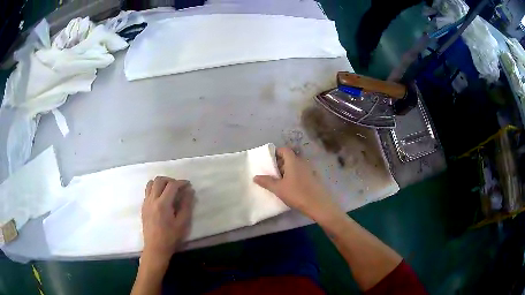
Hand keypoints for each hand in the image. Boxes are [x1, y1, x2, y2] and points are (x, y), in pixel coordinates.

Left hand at [141, 176, 194, 265]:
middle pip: (159, 180)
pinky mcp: (143, 207)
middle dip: (170, 180)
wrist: (155, 248)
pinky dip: (155, 189)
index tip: (188, 185)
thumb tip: (190, 191)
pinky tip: (162, 198)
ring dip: (161, 183)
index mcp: (163, 204)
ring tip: (169, 190)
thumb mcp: (183, 223)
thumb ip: (186, 205)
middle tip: (178, 187)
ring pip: (151, 183)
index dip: (181, 182)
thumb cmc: (171, 237)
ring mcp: (146, 203)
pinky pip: (148, 191)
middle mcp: (152, 200)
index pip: (172, 185)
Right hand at [254, 147, 340, 220]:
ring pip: (295, 166)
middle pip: (290, 157)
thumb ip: (267, 181)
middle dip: (280, 163)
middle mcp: (302, 162)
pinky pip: (301, 172)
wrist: (318, 204)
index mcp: (293, 161)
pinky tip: (290, 187)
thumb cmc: (297, 194)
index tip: (268, 160)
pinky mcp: (313, 178)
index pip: (284, 150)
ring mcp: (309, 170)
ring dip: (287, 170)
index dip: (276, 152)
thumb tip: (255, 176)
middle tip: (271, 172)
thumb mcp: (279, 189)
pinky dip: (294, 176)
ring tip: (279, 181)